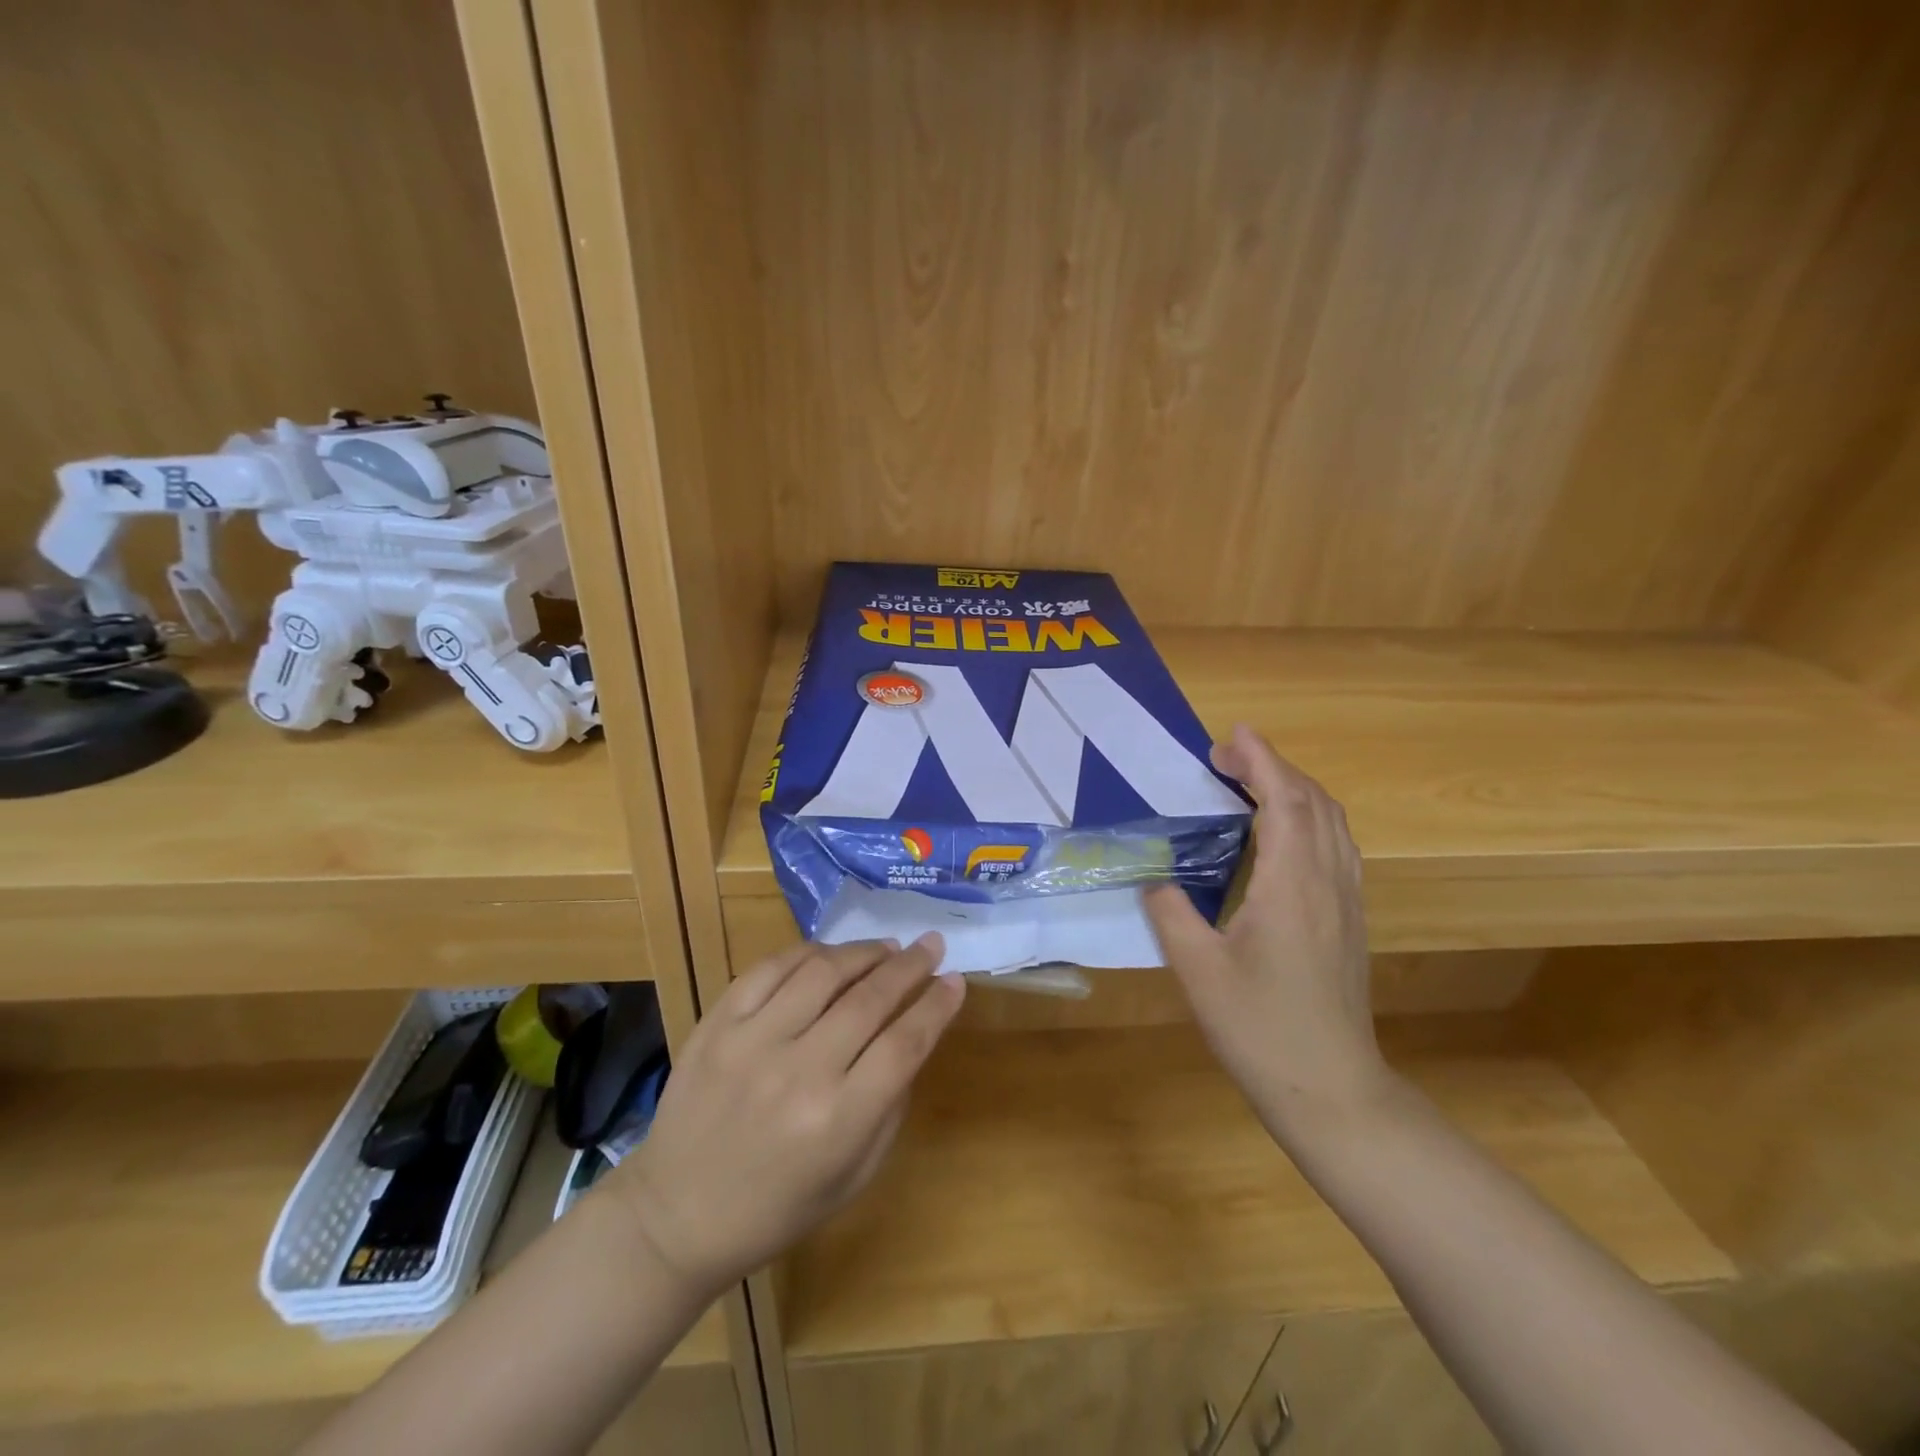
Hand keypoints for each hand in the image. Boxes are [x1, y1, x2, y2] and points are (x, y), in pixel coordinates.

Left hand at [608, 936, 964, 1297]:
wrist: (676, 1216)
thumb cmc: (777, 1208)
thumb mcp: (853, 1175)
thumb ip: (890, 1104)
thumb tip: (914, 1035)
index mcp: (837, 1122)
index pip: (904, 1044)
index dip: (936, 1006)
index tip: (956, 980)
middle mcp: (798, 1073)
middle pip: (870, 999)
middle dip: (910, 965)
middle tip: (931, 944)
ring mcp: (751, 1042)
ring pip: (823, 972)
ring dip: (864, 952)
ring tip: (887, 947)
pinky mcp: (716, 1025)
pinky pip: (770, 968)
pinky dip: (808, 953)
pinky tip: (830, 954)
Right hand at [1144, 725, 1386, 1131]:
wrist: (1332, 1088)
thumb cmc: (1260, 1028)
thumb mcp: (1198, 970)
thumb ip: (1170, 912)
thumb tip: (1154, 878)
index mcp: (1292, 886)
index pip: (1284, 802)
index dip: (1262, 760)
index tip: (1232, 735)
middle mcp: (1328, 883)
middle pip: (1315, 803)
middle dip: (1275, 767)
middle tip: (1227, 759)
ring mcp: (1347, 902)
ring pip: (1333, 823)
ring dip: (1296, 790)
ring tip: (1253, 783)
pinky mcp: (1351, 921)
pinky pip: (1337, 847)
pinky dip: (1310, 819)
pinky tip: (1284, 835)